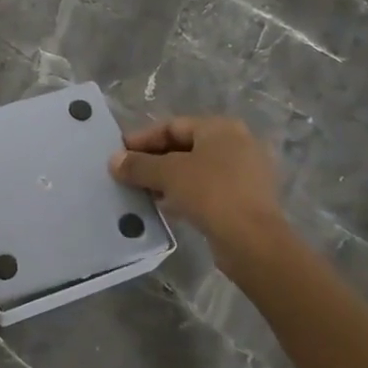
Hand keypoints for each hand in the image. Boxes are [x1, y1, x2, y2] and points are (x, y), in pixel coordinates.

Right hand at [109, 116, 294, 274]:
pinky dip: (184, 194)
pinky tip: (165, 207)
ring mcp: (244, 173)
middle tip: (127, 174)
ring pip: (195, 170)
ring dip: (167, 179)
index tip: (119, 153)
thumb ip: (138, 165)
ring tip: (141, 192)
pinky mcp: (245, 200)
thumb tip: (114, 161)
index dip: (142, 139)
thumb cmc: (210, 193)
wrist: (253, 241)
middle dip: (153, 160)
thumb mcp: (168, 174)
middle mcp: (236, 145)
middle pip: (184, 147)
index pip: (172, 126)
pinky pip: (207, 190)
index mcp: (221, 128)